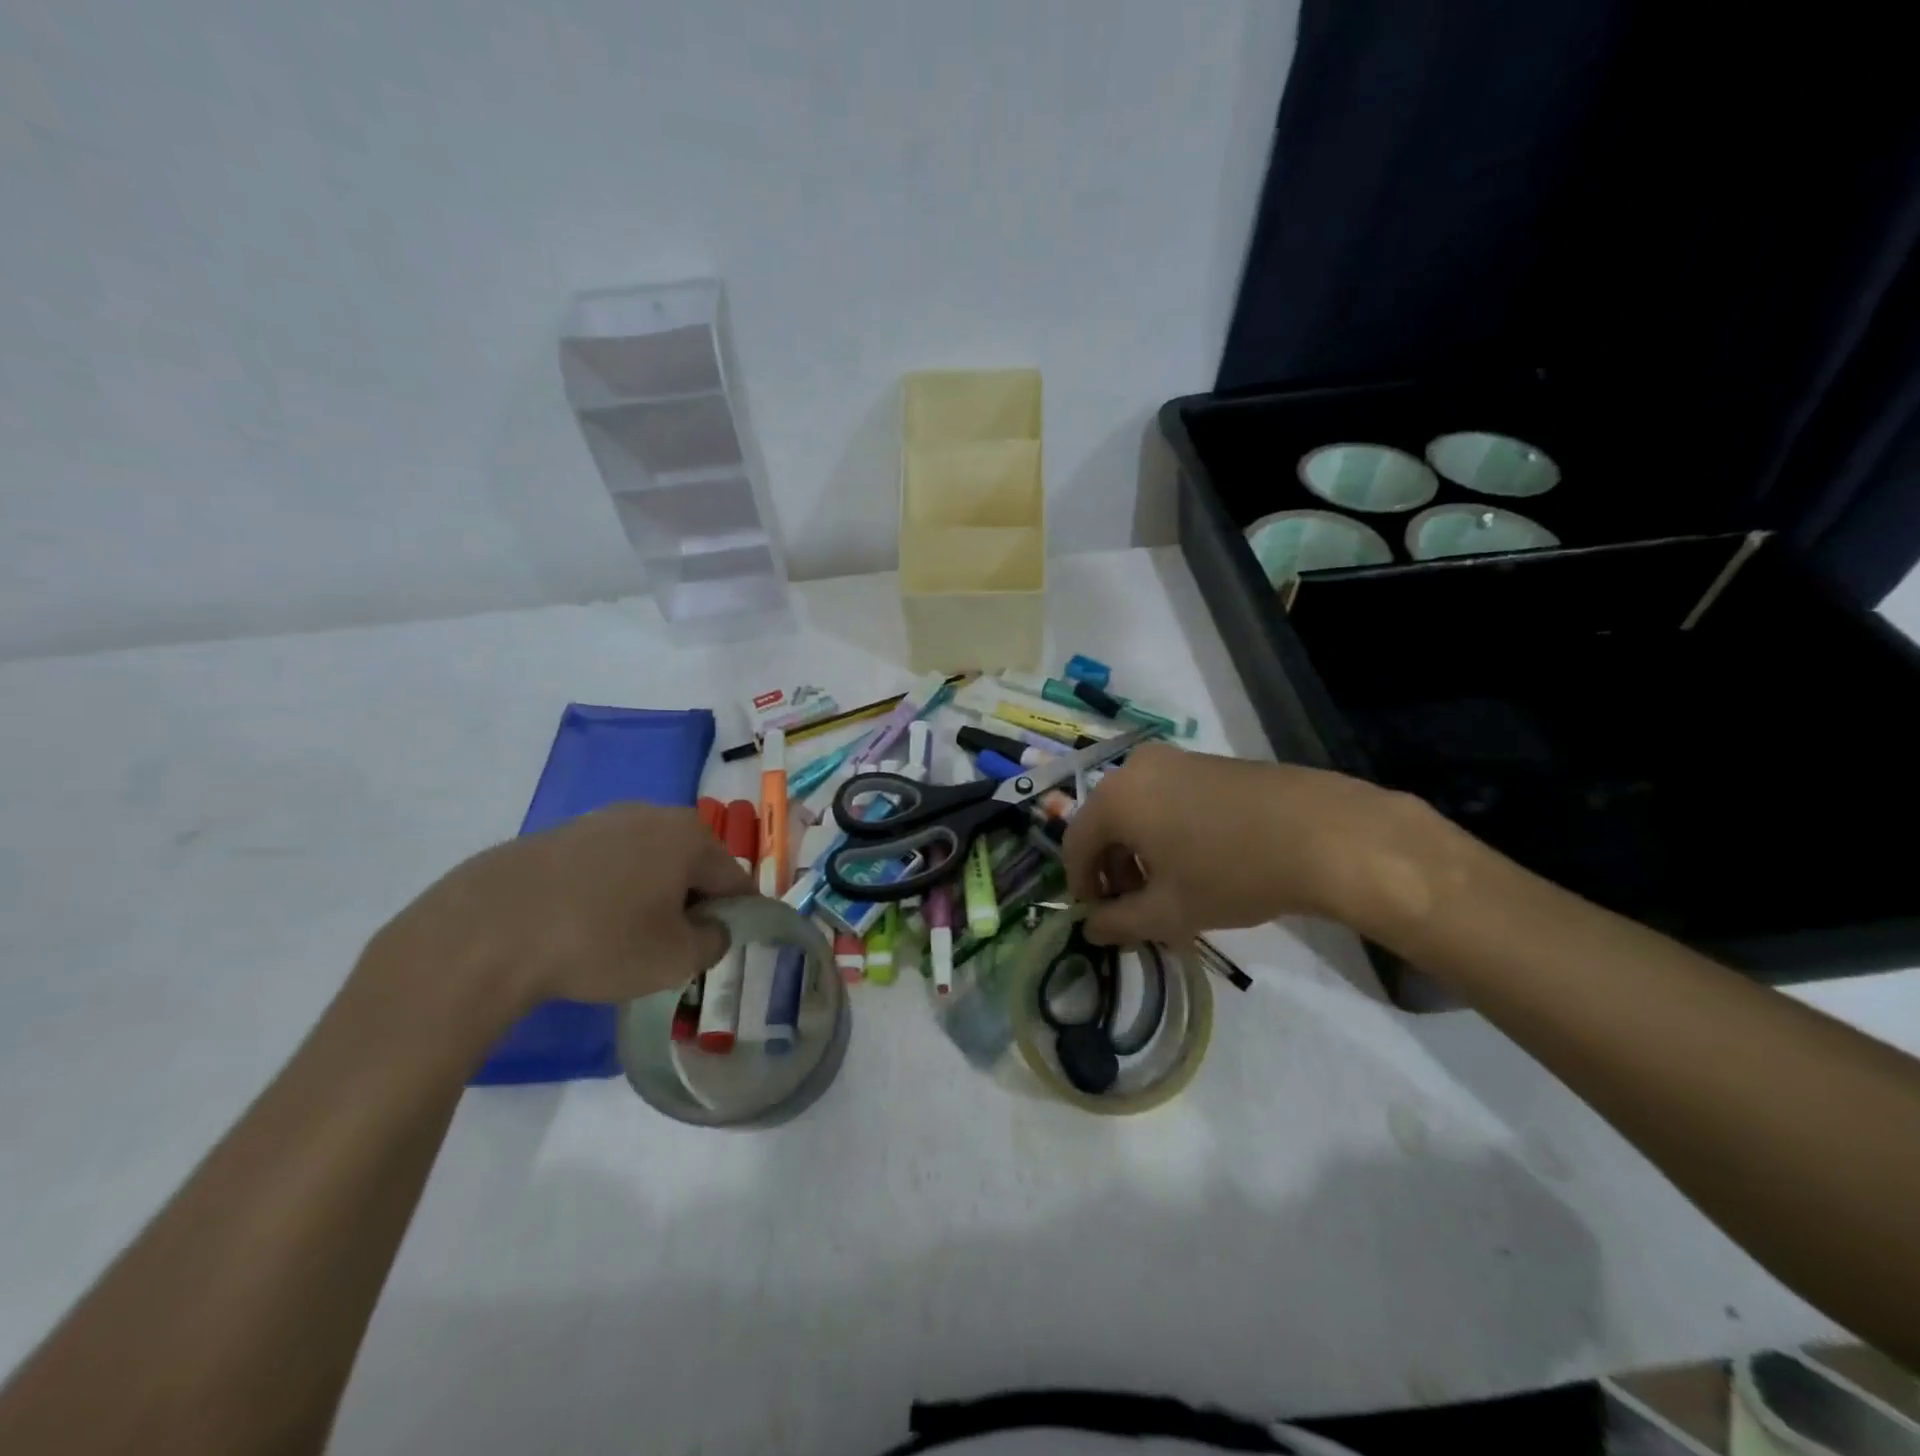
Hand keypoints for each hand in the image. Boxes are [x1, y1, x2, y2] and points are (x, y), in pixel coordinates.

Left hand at [361, 803, 752, 1010]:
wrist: (486, 932)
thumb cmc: (600, 942)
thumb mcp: (676, 959)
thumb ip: (714, 942)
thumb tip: (714, 928)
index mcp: (690, 836)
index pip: (734, 878)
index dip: (736, 916)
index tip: (719, 947)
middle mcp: (652, 814)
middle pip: (692, 864)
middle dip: (691, 902)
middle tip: (672, 947)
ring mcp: (602, 820)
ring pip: (648, 862)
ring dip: (650, 895)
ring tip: (625, 938)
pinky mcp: (560, 835)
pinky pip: (606, 864)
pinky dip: (609, 891)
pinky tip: (584, 925)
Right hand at [1063, 743, 1424, 945]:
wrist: (1325, 833)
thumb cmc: (1233, 873)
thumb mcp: (1170, 910)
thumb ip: (1119, 922)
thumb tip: (1090, 929)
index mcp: (1116, 797)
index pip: (1076, 844)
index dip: (1081, 885)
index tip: (1096, 918)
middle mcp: (1136, 768)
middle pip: (1106, 824)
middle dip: (1113, 870)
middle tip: (1133, 908)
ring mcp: (1175, 759)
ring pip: (1137, 810)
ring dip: (1139, 852)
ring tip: (1167, 890)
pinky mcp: (1208, 762)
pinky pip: (1166, 798)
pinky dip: (1165, 831)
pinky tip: (1196, 862)